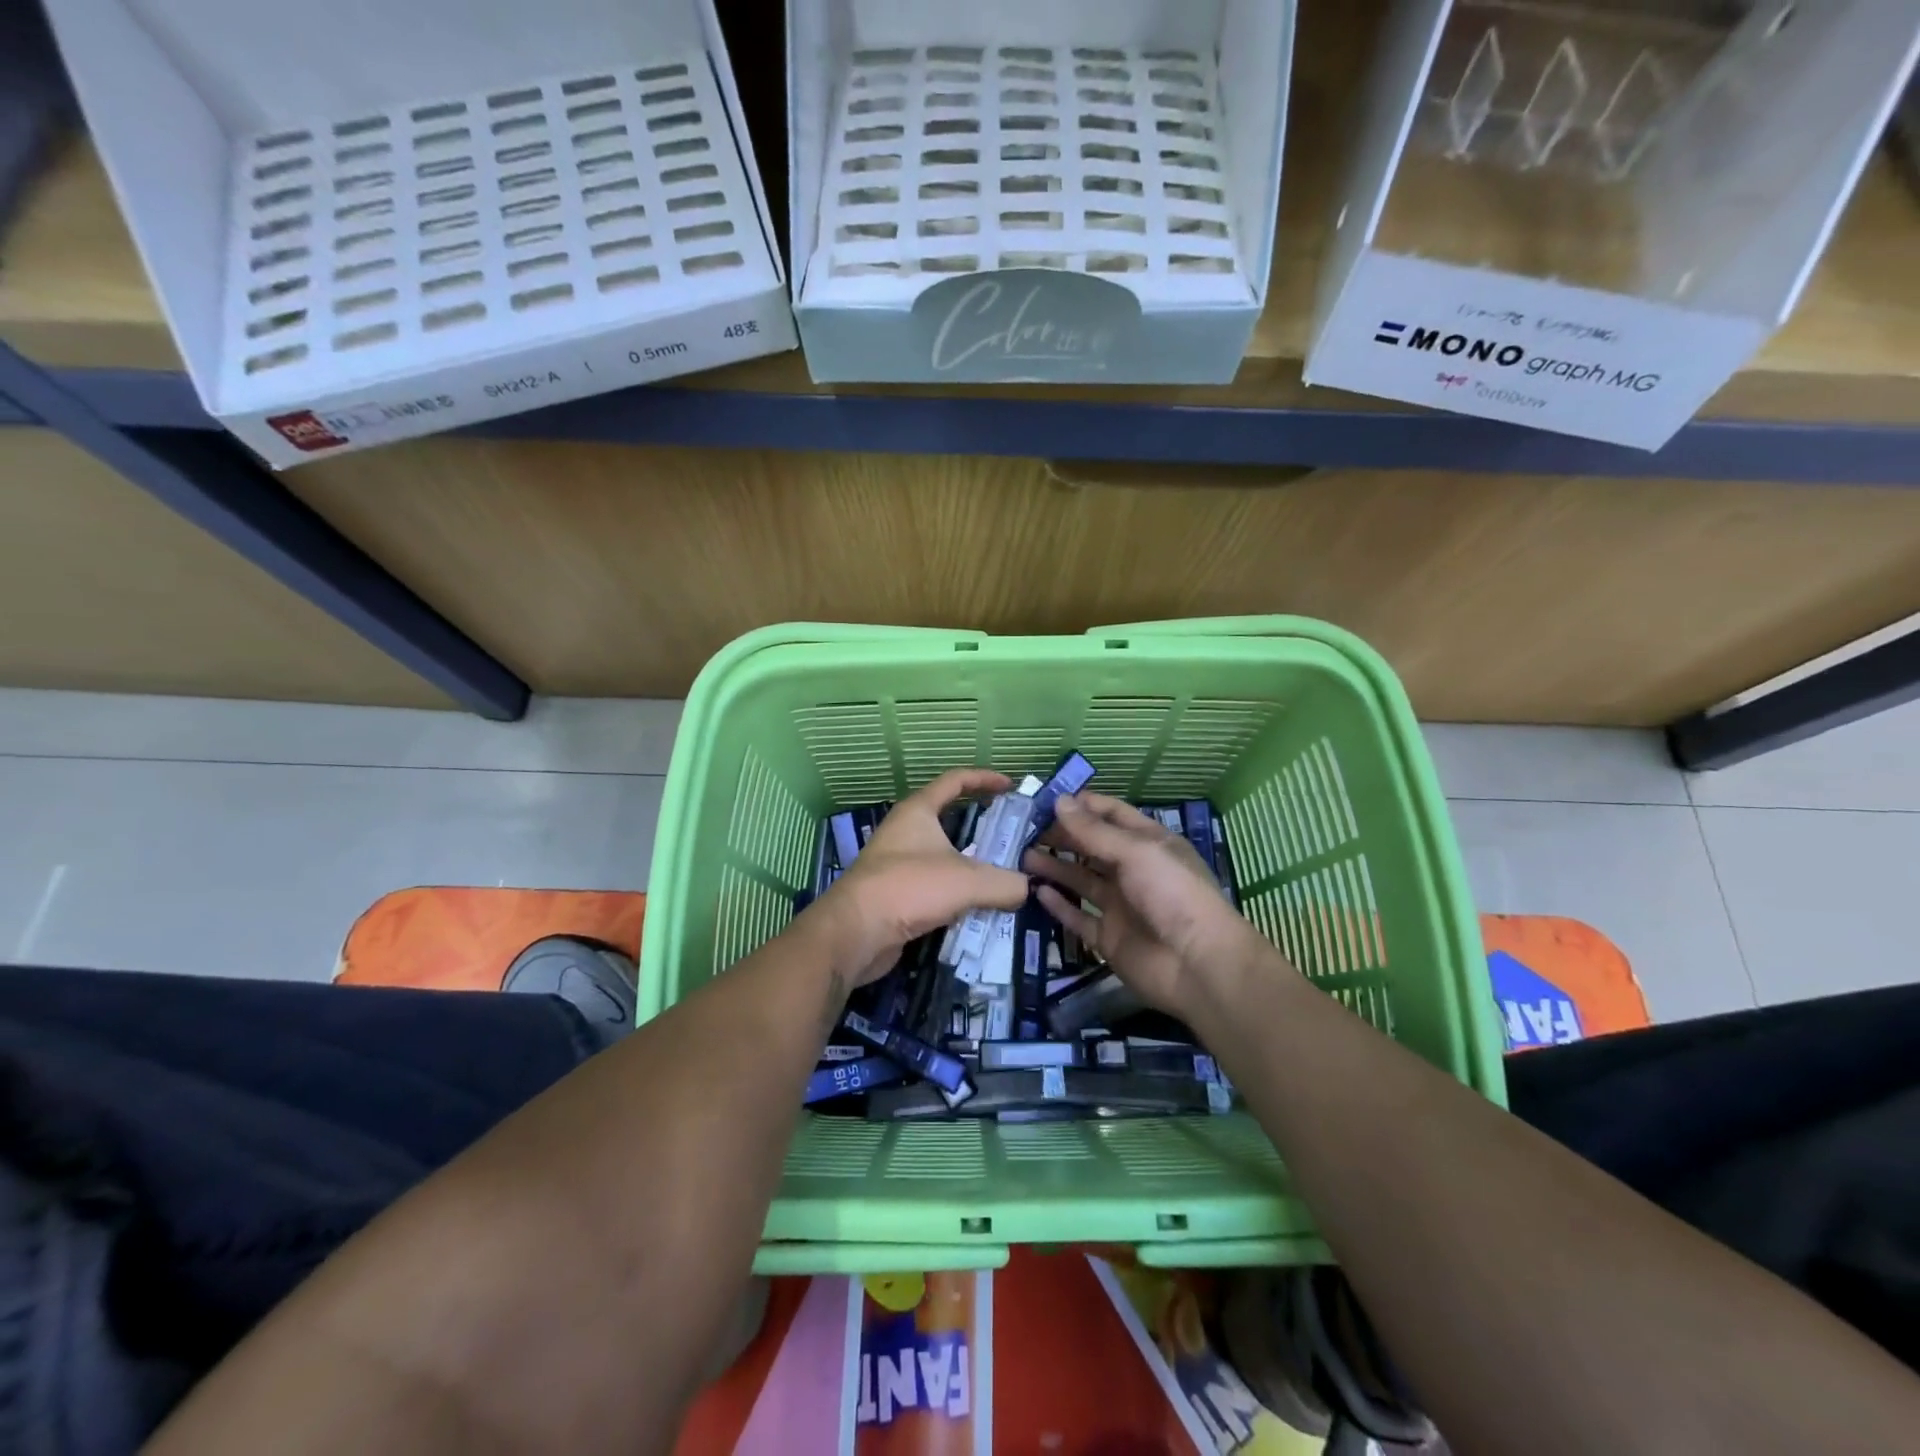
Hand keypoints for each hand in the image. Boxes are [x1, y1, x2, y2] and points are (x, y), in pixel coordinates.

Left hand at [806, 768, 1029, 986]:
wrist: (855, 933)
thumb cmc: (909, 888)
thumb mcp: (967, 881)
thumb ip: (1005, 883)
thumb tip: (1026, 888)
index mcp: (918, 811)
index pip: (955, 781)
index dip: (985, 779)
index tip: (1011, 787)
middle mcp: (906, 832)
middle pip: (950, 820)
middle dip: (982, 829)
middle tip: (1013, 840)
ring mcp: (898, 864)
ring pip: (944, 857)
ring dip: (972, 866)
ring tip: (1004, 878)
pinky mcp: (896, 896)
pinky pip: (935, 888)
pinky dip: (957, 895)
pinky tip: (979, 909)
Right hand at [1025, 793, 1277, 1019]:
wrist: (1197, 965)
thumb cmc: (1173, 894)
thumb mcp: (1136, 852)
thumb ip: (1094, 831)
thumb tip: (1059, 800)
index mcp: (1148, 844)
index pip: (1112, 814)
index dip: (1082, 805)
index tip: (1045, 800)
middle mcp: (1133, 871)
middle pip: (1092, 846)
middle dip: (1062, 835)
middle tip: (1024, 830)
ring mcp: (1120, 905)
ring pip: (1081, 880)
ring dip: (1054, 867)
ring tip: (1021, 857)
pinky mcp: (1108, 937)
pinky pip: (1078, 917)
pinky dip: (1058, 905)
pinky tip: (1036, 891)